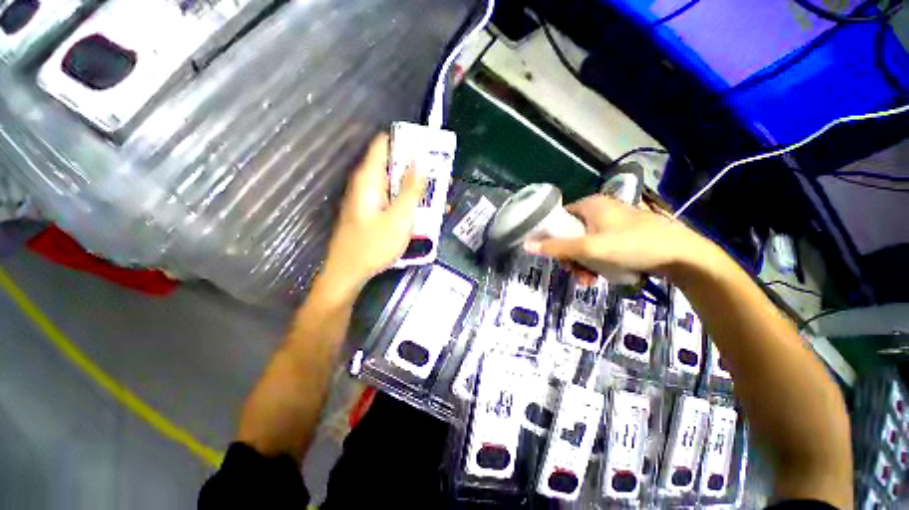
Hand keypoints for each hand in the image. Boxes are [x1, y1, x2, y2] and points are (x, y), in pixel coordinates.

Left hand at [322, 134, 426, 291]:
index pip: (385, 143)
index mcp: (369, 179)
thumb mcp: (400, 217)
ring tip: (440, 196)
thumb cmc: (374, 245)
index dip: (406, 141)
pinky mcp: (371, 212)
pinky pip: (392, 199)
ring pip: (395, 184)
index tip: (429, 147)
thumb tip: (420, 159)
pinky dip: (408, 202)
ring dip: (416, 188)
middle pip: (393, 165)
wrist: (349, 272)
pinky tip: (424, 213)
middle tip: (442, 176)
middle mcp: (367, 184)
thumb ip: (411, 188)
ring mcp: (368, 199)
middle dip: (417, 168)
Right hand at [524, 195, 709, 278]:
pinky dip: (597, 262)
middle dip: (571, 257)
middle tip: (575, 273)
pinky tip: (600, 277)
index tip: (555, 256)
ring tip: (588, 281)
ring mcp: (614, 223)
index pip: (559, 219)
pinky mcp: (624, 235)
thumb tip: (526, 245)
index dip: (552, 238)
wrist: (682, 255)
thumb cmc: (631, 246)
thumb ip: (557, 248)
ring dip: (583, 263)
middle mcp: (600, 210)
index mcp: (590, 205)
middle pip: (572, 234)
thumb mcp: (589, 248)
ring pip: (586, 244)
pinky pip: (601, 248)